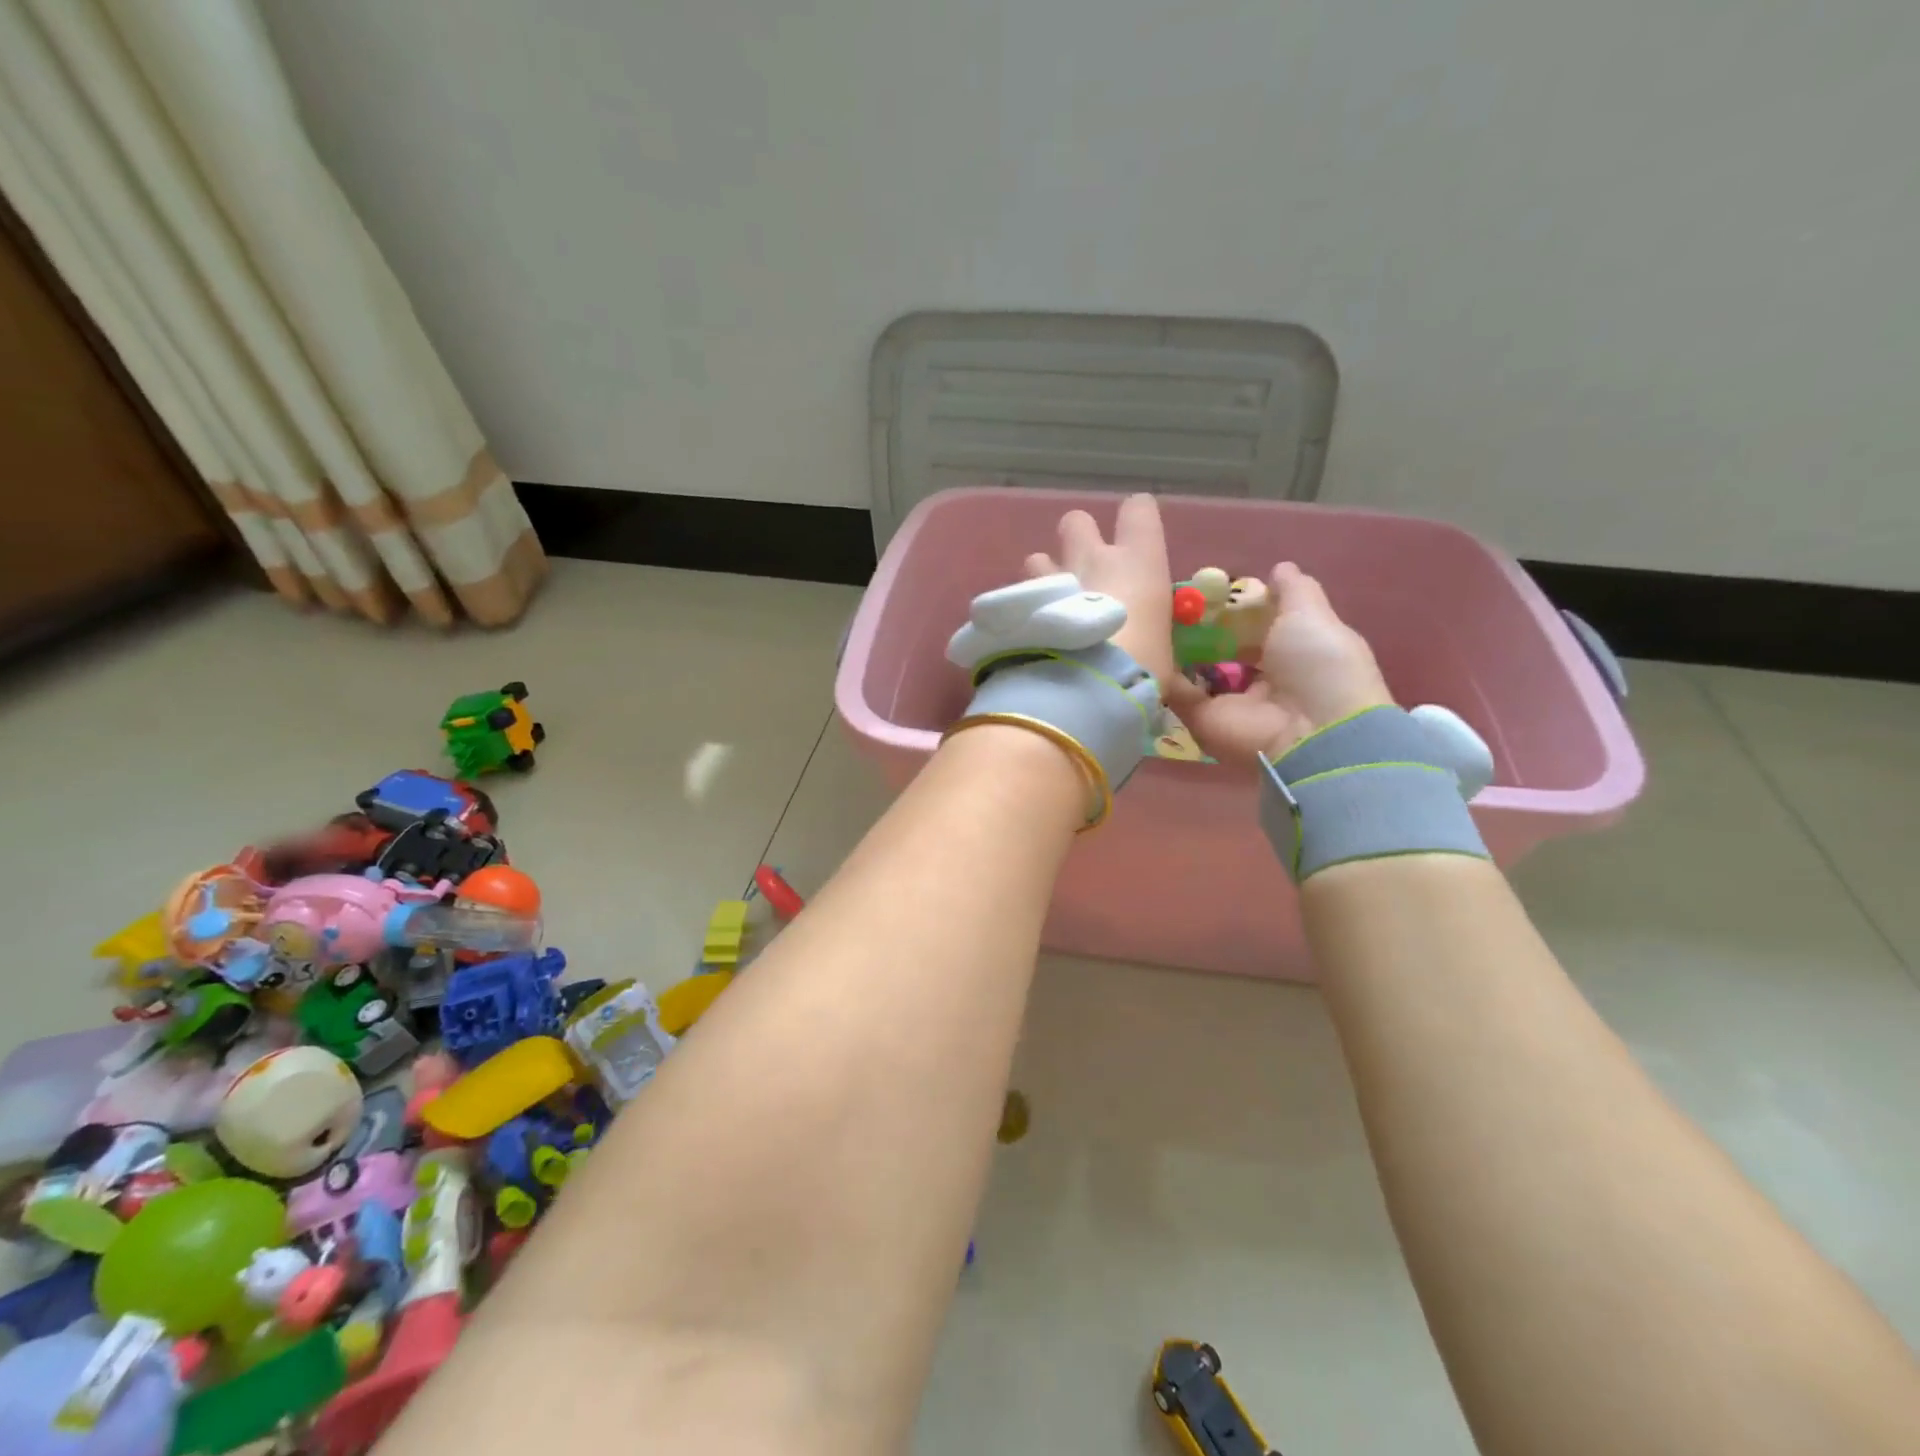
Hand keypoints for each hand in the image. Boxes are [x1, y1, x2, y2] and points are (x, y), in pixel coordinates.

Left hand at [1024, 493, 1175, 691]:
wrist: (1085, 688)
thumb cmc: (1140, 668)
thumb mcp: (1163, 662)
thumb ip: (1159, 658)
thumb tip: (1173, 688)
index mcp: (1139, 562)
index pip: (1139, 510)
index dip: (1136, 520)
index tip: (1137, 541)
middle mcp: (1093, 557)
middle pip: (1077, 521)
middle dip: (1078, 540)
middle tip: (1084, 572)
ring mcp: (1052, 577)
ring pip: (1038, 557)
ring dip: (1044, 576)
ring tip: (1050, 608)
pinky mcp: (1019, 602)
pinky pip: (1018, 593)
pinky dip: (1024, 608)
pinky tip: (1030, 634)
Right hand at [1171, 562, 1392, 764]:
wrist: (1310, 729)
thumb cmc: (1318, 664)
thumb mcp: (1311, 614)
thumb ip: (1293, 590)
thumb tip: (1280, 567)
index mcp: (1288, 653)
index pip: (1254, 628)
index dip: (1233, 608)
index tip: (1207, 588)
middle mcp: (1257, 679)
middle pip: (1220, 649)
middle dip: (1198, 628)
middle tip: (1172, 602)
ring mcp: (1227, 701)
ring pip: (1194, 670)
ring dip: (1175, 648)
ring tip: (1150, 617)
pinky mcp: (1201, 719)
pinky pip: (1176, 693)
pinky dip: (1162, 673)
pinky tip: (1147, 642)